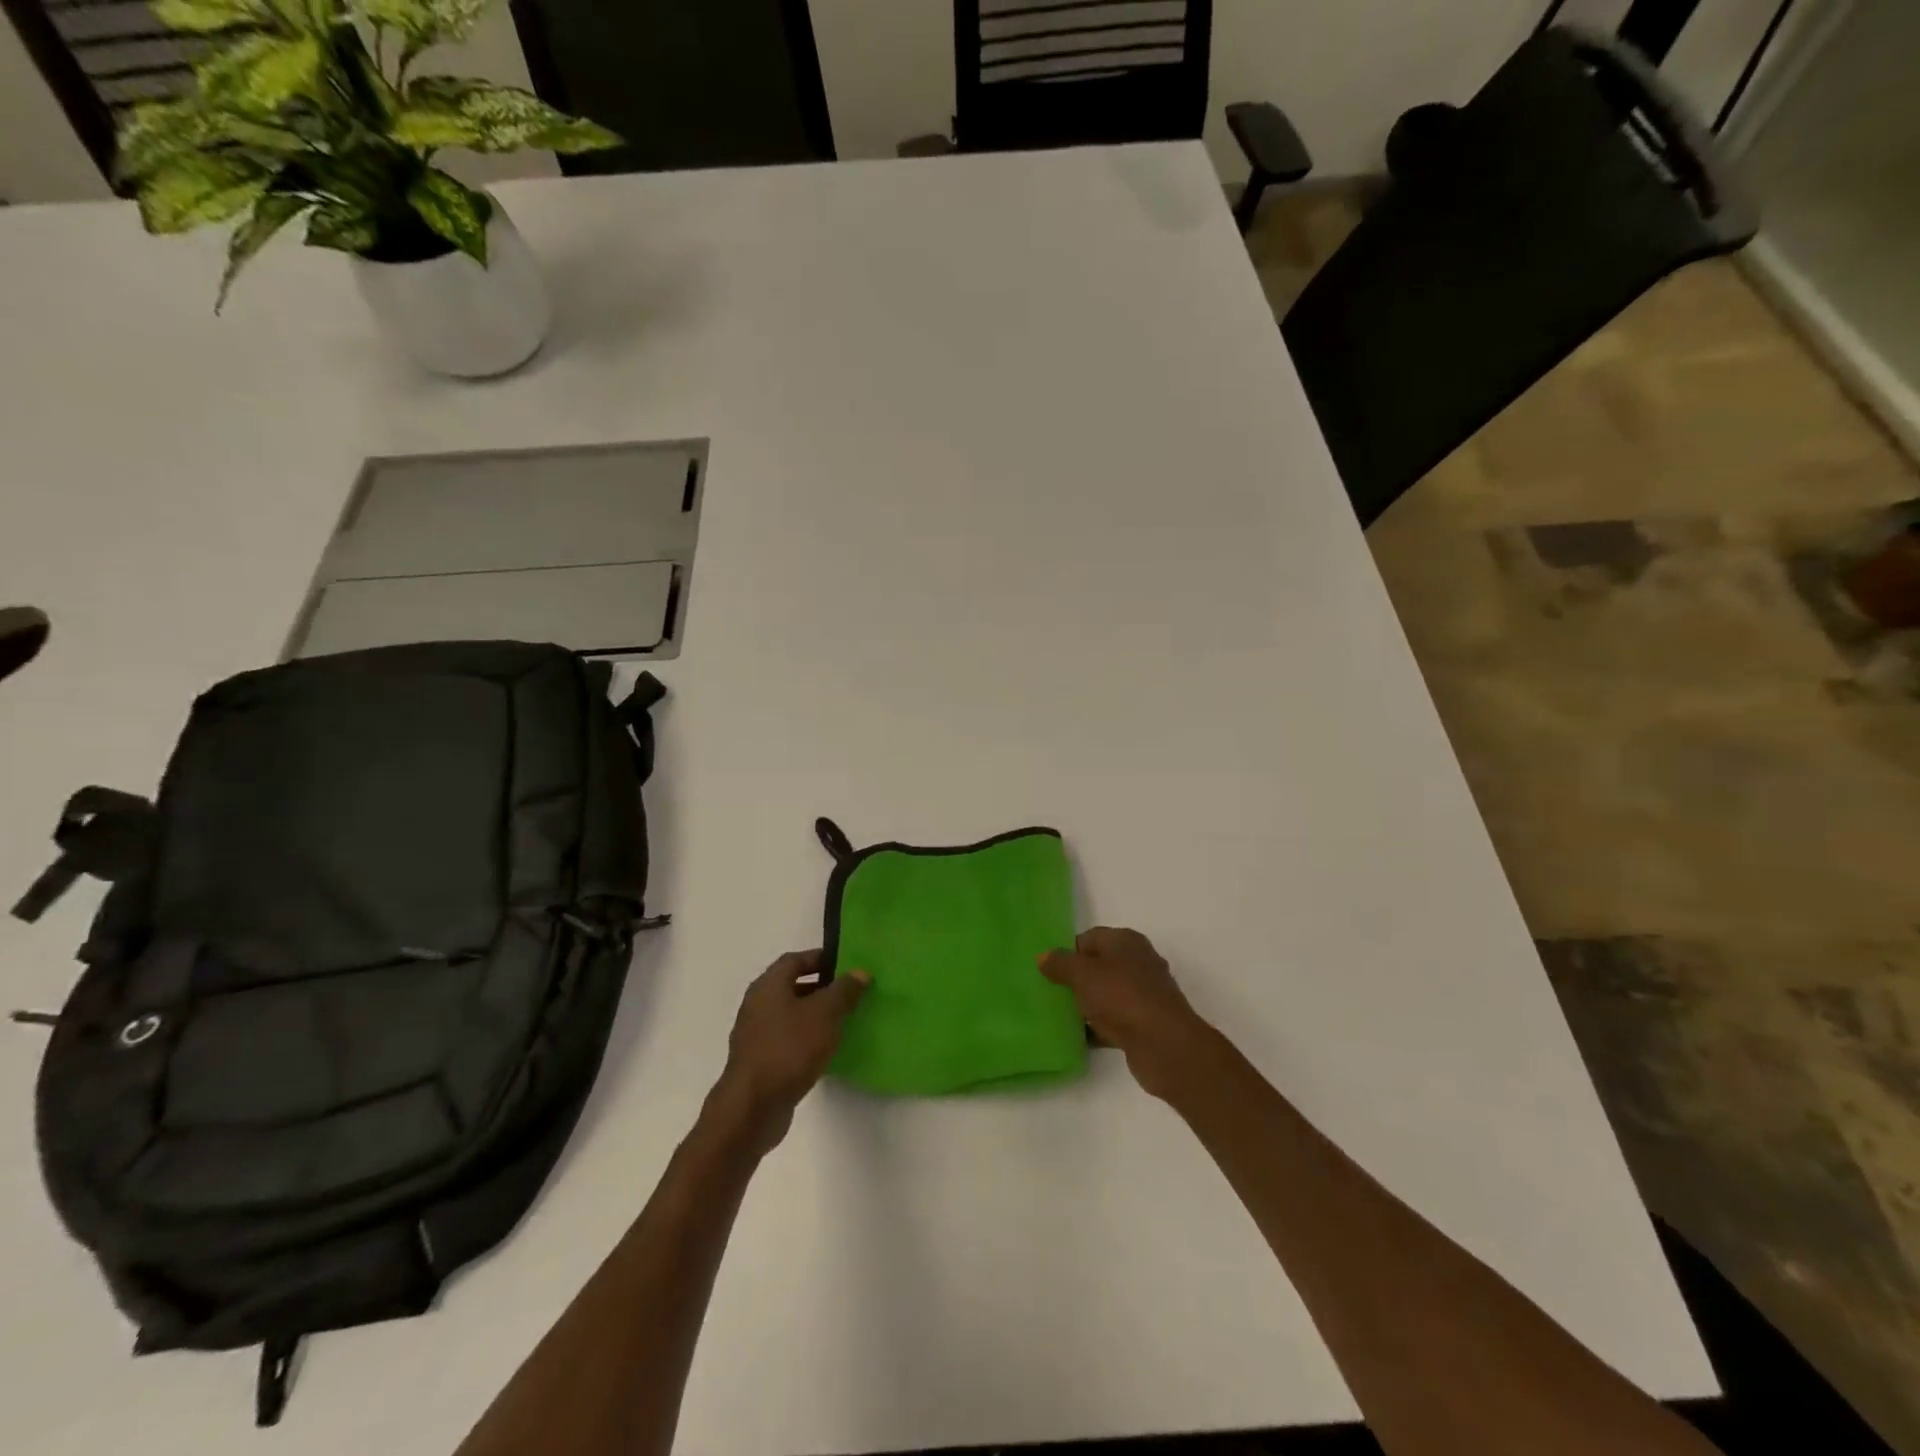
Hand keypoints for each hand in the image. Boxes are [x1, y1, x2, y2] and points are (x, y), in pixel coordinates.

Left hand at [711, 951, 868, 1148]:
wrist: (752, 1107)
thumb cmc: (789, 1049)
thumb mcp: (825, 1013)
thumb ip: (844, 990)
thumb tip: (860, 972)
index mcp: (768, 985)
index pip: (795, 959)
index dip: (820, 958)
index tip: (846, 964)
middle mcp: (757, 1005)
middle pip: (791, 986)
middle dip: (821, 987)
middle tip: (850, 992)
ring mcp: (755, 1035)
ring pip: (790, 1015)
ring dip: (814, 1015)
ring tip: (843, 1021)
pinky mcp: (759, 1062)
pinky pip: (787, 1040)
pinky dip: (806, 1039)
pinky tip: (826, 1050)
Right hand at [1040, 927, 1217, 1099]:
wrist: (1164, 1045)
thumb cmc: (1121, 997)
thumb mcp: (1083, 974)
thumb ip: (1060, 963)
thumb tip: (1043, 955)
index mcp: (1125, 941)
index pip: (1089, 938)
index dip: (1067, 952)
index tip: (1046, 970)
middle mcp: (1137, 962)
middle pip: (1097, 966)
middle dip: (1073, 979)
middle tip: (1047, 991)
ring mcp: (1142, 994)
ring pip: (1104, 994)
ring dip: (1084, 1005)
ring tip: (1056, 1015)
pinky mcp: (1143, 1023)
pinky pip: (1112, 1020)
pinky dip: (1096, 1027)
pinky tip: (1076, 1037)